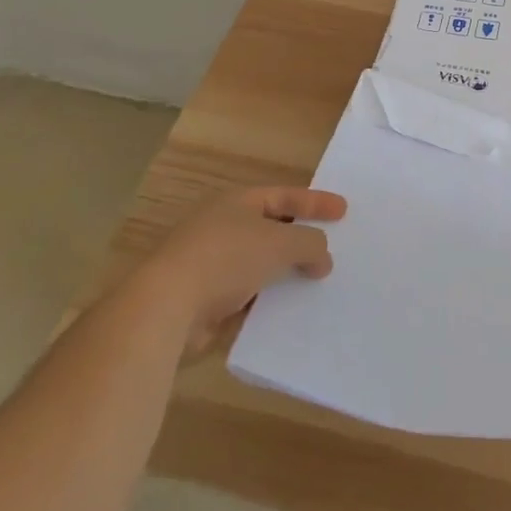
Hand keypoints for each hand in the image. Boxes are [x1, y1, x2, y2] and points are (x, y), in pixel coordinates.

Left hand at [150, 186, 346, 355]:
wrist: (165, 308)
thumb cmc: (226, 258)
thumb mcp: (279, 243)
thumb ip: (309, 243)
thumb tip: (323, 256)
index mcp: (237, 202)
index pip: (284, 196)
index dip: (315, 202)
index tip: (344, 210)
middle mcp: (222, 227)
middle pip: (271, 229)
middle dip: (300, 239)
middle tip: (331, 247)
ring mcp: (210, 265)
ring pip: (259, 266)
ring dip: (285, 274)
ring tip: (317, 284)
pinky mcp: (204, 302)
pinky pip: (246, 298)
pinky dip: (266, 303)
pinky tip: (289, 314)